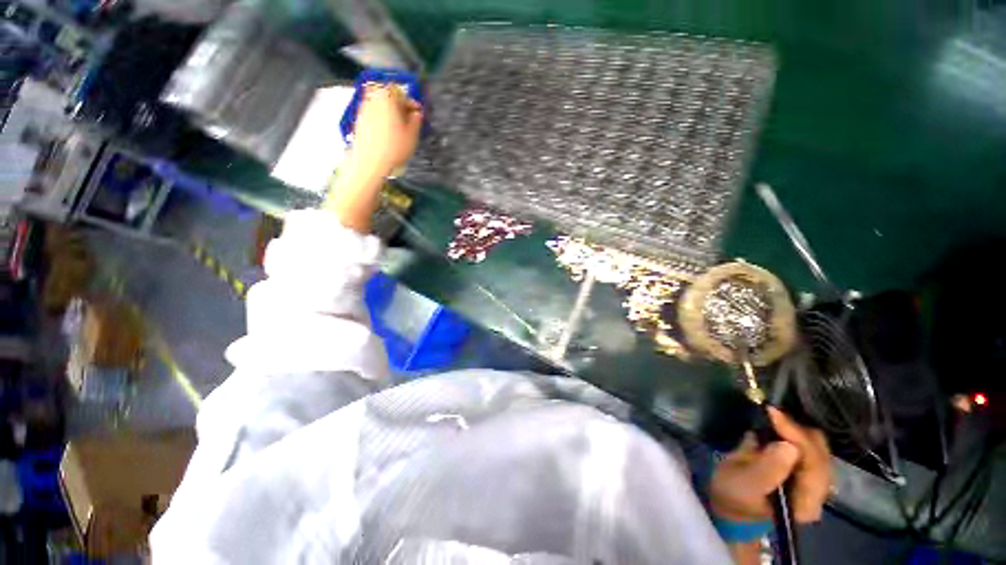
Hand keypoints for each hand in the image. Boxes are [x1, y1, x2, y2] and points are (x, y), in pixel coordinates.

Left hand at [349, 84, 423, 178]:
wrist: (370, 160)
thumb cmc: (394, 146)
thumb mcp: (412, 134)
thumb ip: (416, 120)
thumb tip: (416, 113)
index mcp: (387, 97)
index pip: (401, 92)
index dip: (411, 102)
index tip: (417, 112)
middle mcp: (373, 97)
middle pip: (388, 95)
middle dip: (399, 105)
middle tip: (408, 119)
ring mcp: (364, 107)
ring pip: (380, 104)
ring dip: (390, 112)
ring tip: (399, 127)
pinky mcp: (359, 119)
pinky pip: (374, 113)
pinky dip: (382, 119)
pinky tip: (388, 133)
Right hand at [710, 407, 831, 523]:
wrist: (731, 506)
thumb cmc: (734, 495)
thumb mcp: (744, 484)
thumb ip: (766, 468)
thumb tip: (788, 446)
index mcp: (806, 501)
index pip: (814, 463)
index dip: (796, 435)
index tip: (772, 413)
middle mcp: (817, 492)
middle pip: (820, 453)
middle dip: (797, 430)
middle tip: (771, 414)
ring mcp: (813, 481)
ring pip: (817, 447)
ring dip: (796, 430)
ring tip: (772, 419)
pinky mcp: (804, 471)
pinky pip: (808, 446)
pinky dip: (794, 433)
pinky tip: (777, 427)